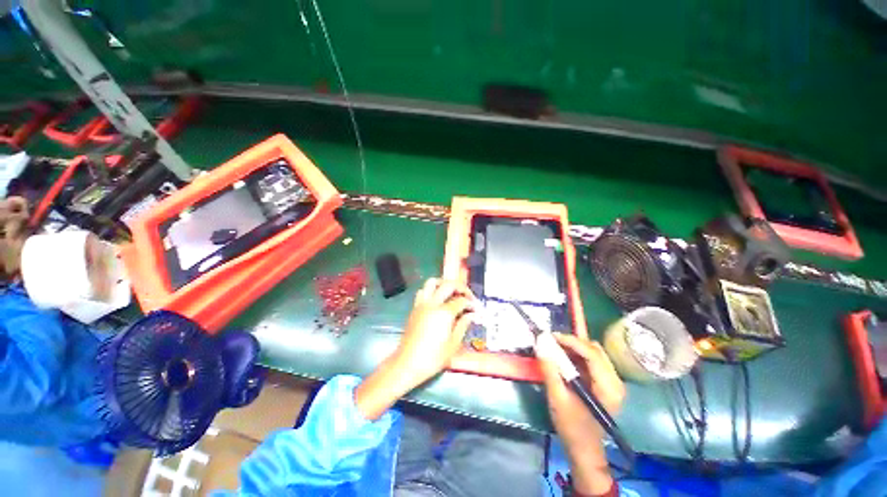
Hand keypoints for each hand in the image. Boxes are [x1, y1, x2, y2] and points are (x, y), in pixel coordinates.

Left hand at [355, 278, 474, 419]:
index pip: (462, 301)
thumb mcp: (453, 344)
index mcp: (444, 313)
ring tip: (452, 292)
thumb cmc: (433, 358)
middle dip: (461, 287)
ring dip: (444, 283)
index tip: (477, 309)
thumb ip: (463, 325)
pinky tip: (437, 299)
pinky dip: (432, 290)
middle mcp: (433, 304)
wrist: (408, 364)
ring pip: (432, 282)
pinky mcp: (415, 308)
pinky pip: (423, 291)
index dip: (472, 304)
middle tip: (468, 296)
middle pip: (449, 285)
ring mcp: (422, 304)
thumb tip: (471, 314)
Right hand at [537, 334, 625, 495]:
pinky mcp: (605, 383)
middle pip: (595, 350)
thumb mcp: (557, 398)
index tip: (551, 336)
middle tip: (551, 340)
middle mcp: (615, 381)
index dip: (571, 341)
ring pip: (593, 353)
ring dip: (574, 347)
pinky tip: (563, 357)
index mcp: (608, 387)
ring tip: (555, 347)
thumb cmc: (571, 427)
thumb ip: (549, 369)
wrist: (584, 450)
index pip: (592, 353)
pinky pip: (591, 360)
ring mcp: (612, 382)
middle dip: (572, 341)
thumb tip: (540, 342)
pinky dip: (576, 355)